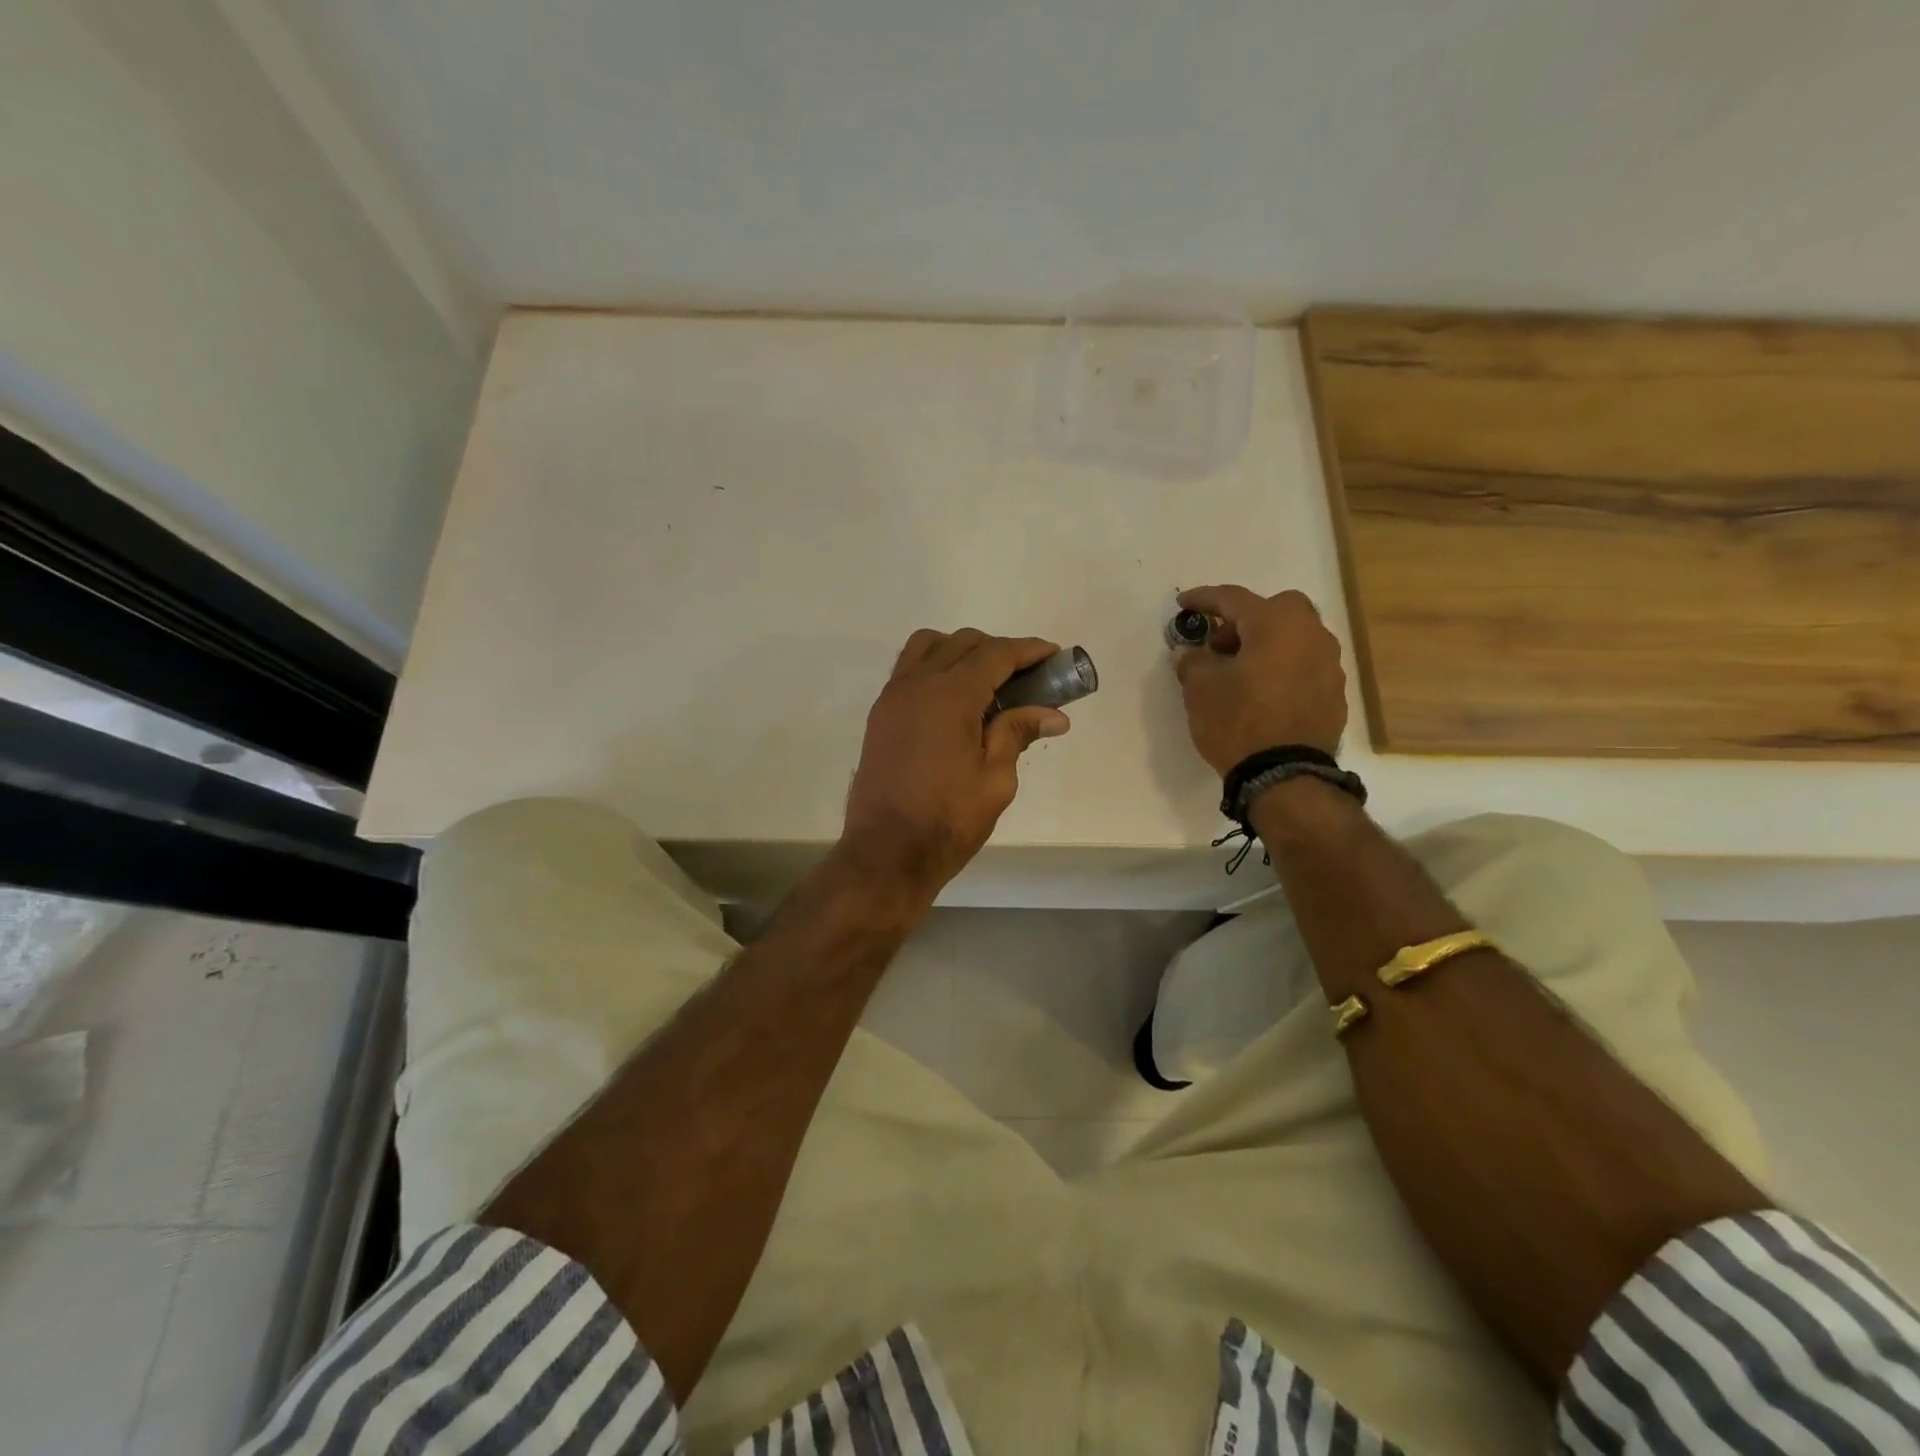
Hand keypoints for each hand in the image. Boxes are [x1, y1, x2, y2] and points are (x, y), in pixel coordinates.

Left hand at [842, 629, 1072, 900]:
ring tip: (986, 682)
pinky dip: (935, 667)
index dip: (1027, 650)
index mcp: (950, 695)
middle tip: (1027, 676)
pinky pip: (909, 669)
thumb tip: (1054, 714)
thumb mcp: (995, 780)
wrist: (886, 853)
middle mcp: (917, 683)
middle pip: (962, 643)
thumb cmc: (948, 820)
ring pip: (928, 647)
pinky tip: (954, 700)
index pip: (995, 654)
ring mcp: (893, 697)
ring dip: (960, 651)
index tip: (1053, 654)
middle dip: (998, 650)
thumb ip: (1017, 733)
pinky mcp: (880, 714)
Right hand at [1172, 585, 1347, 774]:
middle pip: (1276, 610)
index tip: (1183, 603)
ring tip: (1240, 673)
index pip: (1233, 599)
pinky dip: (1282, 669)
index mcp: (1276, 624)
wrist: (1285, 775)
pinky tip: (1263, 694)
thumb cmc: (1238, 721)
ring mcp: (1329, 664)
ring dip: (1267, 645)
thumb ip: (1193, 661)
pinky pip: (1304, 666)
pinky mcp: (1334, 693)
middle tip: (1220, 645)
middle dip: (1246, 620)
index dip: (1203, 599)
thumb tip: (1192, 652)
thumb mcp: (1200, 689)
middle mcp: (1310, 635)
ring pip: (1295, 637)